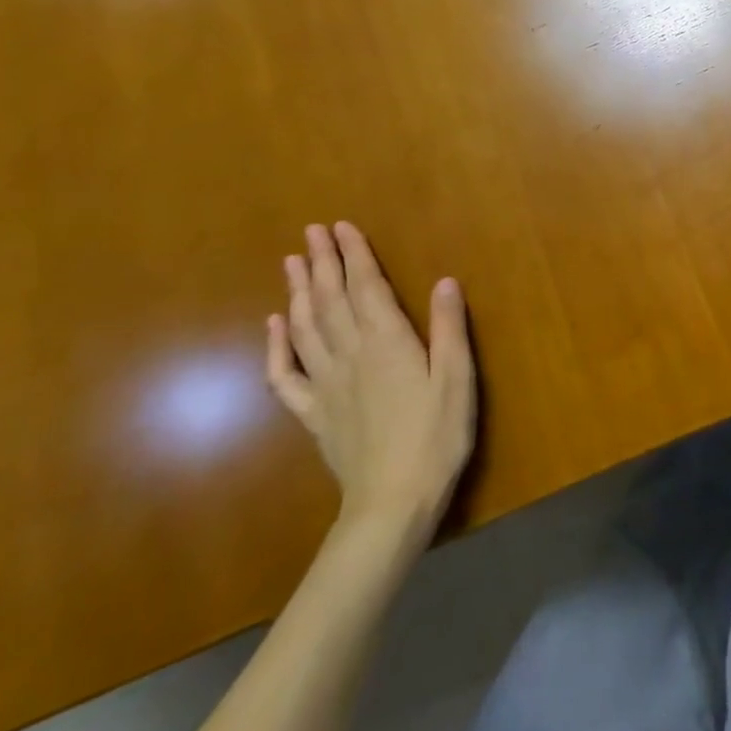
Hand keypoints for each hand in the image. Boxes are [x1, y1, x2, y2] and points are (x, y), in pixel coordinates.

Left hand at [266, 222, 476, 542]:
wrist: (392, 503)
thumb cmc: (436, 436)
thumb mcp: (457, 378)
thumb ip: (449, 328)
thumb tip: (445, 280)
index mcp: (387, 342)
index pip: (365, 287)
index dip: (354, 255)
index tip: (341, 226)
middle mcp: (350, 355)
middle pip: (330, 300)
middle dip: (321, 262)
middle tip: (311, 232)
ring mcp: (326, 385)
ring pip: (305, 328)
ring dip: (297, 292)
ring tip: (291, 263)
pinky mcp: (314, 413)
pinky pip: (285, 376)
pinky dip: (276, 347)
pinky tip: (274, 327)